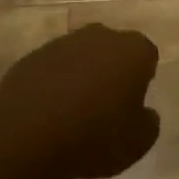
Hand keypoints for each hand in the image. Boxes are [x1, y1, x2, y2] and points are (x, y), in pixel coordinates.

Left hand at [0, 24, 160, 178]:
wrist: (30, 131)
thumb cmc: (96, 135)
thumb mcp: (138, 142)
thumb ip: (148, 123)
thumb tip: (145, 113)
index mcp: (133, 50)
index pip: (147, 56)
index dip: (142, 79)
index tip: (133, 104)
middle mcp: (101, 35)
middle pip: (114, 50)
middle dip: (112, 71)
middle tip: (107, 107)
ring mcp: (66, 41)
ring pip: (83, 56)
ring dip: (83, 76)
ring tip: (75, 113)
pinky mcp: (36, 54)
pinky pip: (55, 67)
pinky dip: (56, 83)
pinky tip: (49, 112)